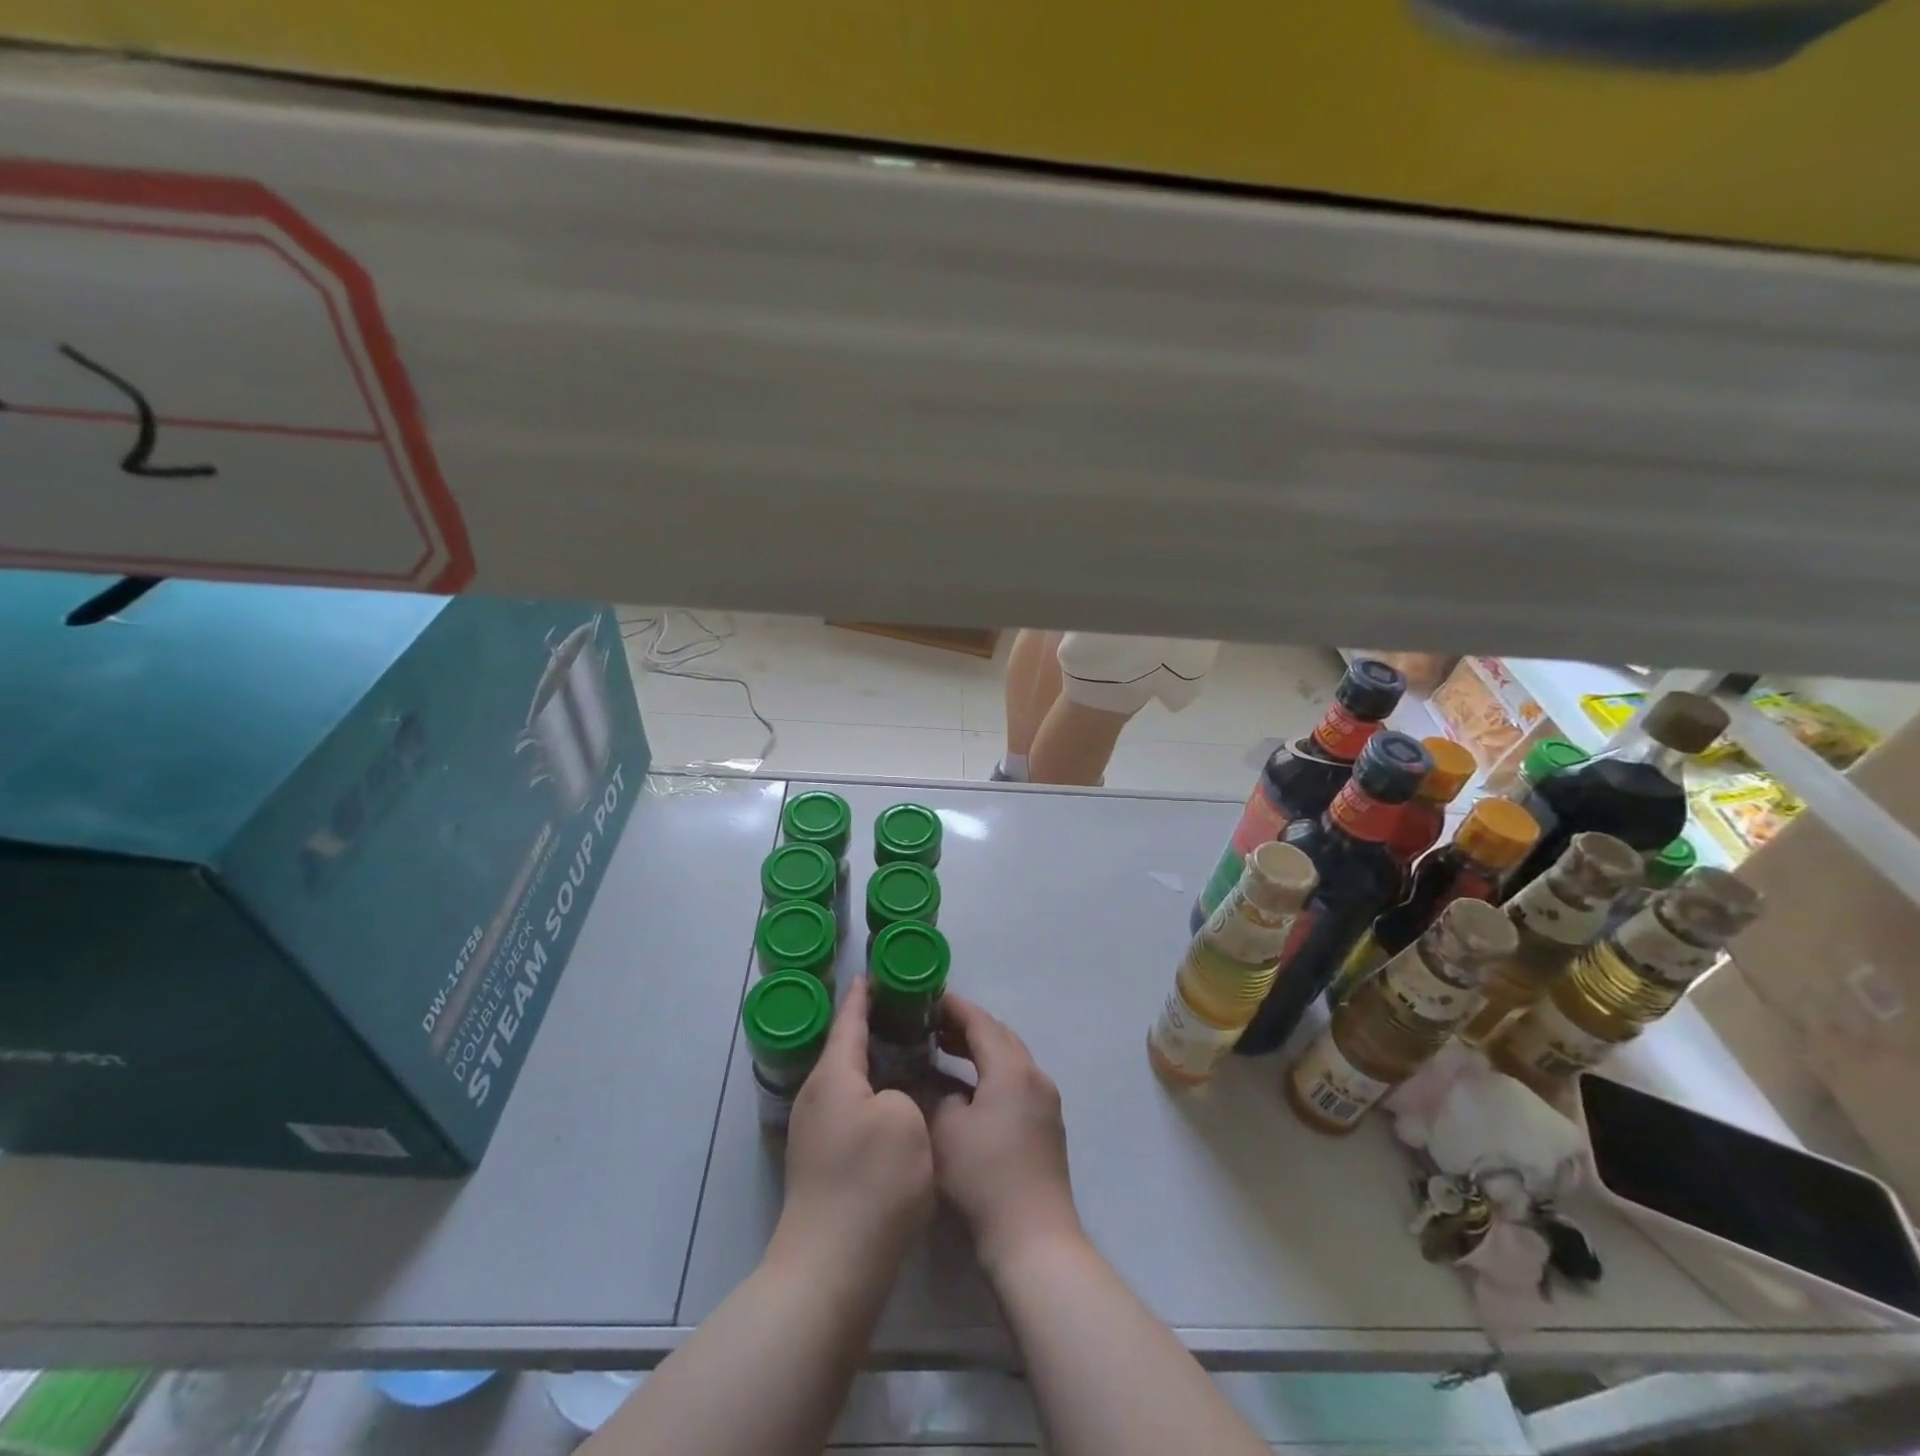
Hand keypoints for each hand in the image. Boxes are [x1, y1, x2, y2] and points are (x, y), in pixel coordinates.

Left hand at [771, 977, 934, 1285]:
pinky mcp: (821, 1160)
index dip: (864, 995)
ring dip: (872, 1062)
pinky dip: (871, 1092)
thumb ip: (902, 1091)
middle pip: (844, 1048)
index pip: (849, 1020)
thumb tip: (891, 1098)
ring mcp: (814, 1131)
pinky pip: (849, 1107)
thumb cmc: (872, 1183)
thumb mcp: (905, 1119)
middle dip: (871, 1026)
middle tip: (906, 1010)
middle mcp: (816, 1096)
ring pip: (847, 1080)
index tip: (877, 972)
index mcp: (833, 1076)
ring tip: (906, 1049)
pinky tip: (895, 1101)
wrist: (831, 1269)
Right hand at [931, 995, 1083, 1276]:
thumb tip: (936, 1084)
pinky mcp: (1047, 1124)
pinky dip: (992, 1073)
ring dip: (980, 1050)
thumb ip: (936, 1095)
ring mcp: (1045, 1100)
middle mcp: (1035, 1076)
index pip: (981, 1022)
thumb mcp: (945, 1131)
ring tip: (945, 1049)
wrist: (1032, 1238)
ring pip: (1010, 1059)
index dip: (954, 1008)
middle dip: (967, 1026)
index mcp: (1012, 1069)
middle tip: (932, 1024)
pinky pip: (1016, 1081)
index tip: (928, 999)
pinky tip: (967, 1088)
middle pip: (999, 1036)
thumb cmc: (984, 1178)